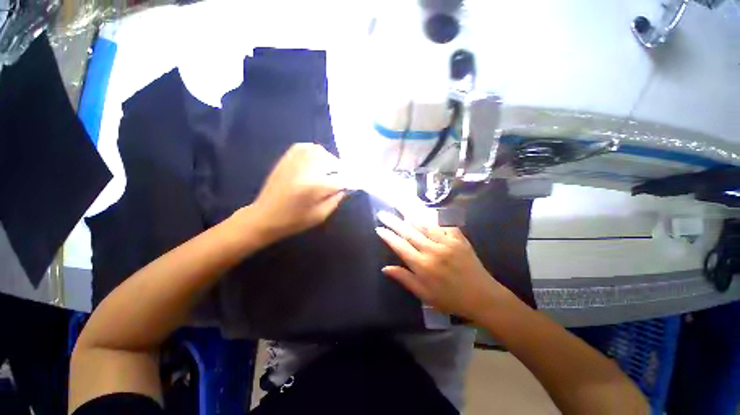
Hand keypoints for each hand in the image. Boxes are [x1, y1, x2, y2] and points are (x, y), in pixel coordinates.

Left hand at [250, 143, 345, 241]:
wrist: (264, 217)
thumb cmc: (294, 221)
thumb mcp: (321, 215)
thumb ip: (336, 199)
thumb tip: (345, 186)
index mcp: (315, 187)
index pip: (341, 179)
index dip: (350, 181)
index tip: (353, 184)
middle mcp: (306, 170)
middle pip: (332, 162)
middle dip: (340, 170)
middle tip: (341, 178)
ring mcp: (294, 162)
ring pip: (320, 151)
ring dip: (329, 160)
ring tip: (329, 170)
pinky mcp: (286, 159)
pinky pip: (305, 146)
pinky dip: (315, 151)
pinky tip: (316, 160)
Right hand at [375, 211, 502, 320]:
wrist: (482, 297)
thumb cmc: (450, 299)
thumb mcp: (424, 294)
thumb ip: (404, 278)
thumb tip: (385, 268)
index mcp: (423, 265)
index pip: (400, 246)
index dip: (388, 236)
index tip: (379, 228)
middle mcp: (432, 250)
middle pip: (409, 232)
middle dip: (394, 222)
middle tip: (383, 214)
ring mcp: (447, 242)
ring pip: (424, 225)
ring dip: (410, 214)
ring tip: (399, 206)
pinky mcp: (459, 238)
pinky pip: (443, 224)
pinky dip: (434, 217)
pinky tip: (426, 211)